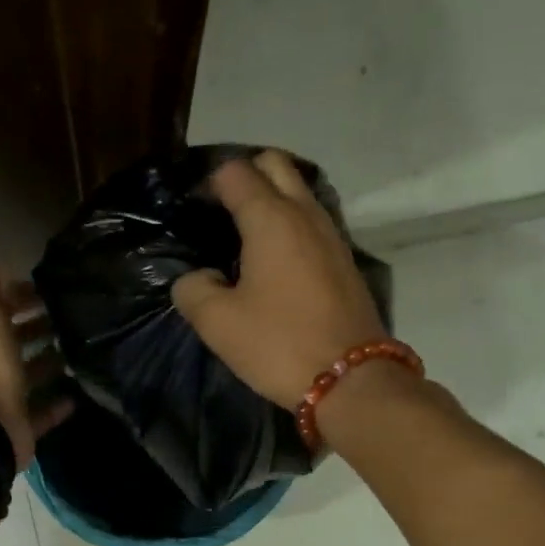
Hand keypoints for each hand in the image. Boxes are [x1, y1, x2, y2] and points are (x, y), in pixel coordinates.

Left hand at [0, 245, 72, 469]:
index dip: (18, 294)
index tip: (48, 288)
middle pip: (13, 340)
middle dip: (37, 327)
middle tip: (71, 316)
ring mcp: (3, 396)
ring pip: (28, 375)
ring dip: (49, 363)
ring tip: (81, 350)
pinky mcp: (20, 424)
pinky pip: (41, 411)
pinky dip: (57, 404)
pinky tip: (78, 394)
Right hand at [170, 151, 387, 405]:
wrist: (351, 379)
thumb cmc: (278, 344)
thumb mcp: (218, 323)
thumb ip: (193, 290)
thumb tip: (197, 277)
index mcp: (270, 219)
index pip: (236, 172)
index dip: (210, 183)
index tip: (194, 210)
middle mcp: (305, 214)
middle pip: (275, 166)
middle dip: (246, 176)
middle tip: (221, 212)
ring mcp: (332, 235)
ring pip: (299, 193)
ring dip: (272, 200)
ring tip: (244, 237)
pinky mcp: (345, 261)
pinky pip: (312, 223)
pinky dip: (291, 226)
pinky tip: (274, 261)